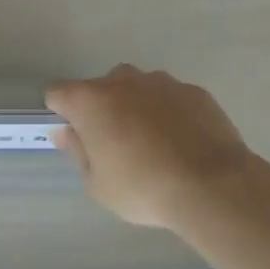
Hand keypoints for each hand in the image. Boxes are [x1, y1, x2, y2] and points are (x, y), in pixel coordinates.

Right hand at [46, 65, 260, 228]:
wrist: (211, 186)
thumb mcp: (97, 184)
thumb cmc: (142, 188)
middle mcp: (123, 81)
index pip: (58, 93)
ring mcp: (162, 82)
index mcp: (90, 100)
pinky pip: (172, 98)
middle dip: (102, 109)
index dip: (62, 113)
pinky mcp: (194, 91)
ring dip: (137, 107)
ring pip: (138, 88)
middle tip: (115, 145)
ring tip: (154, 144)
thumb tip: (66, 132)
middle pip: (100, 87)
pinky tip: (183, 143)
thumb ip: (78, 151)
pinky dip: (170, 113)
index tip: (76, 137)